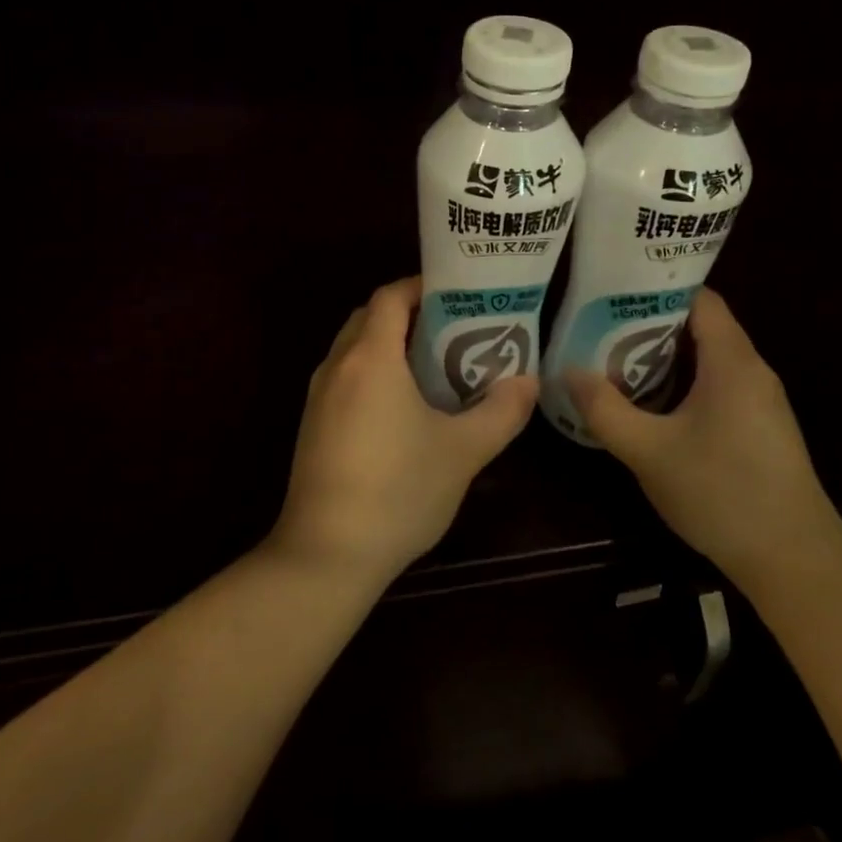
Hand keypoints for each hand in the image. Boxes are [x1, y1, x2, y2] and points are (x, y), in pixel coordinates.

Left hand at [272, 276, 538, 586]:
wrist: (327, 554)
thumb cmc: (398, 491)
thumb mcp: (463, 451)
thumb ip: (501, 411)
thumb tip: (528, 382)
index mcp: (370, 358)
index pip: (390, 296)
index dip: (422, 286)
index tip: (459, 294)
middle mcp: (337, 366)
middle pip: (371, 317)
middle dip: (410, 313)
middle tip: (456, 327)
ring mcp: (319, 397)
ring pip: (355, 348)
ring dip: (390, 344)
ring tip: (437, 363)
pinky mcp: (313, 425)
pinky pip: (345, 377)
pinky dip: (374, 372)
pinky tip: (404, 406)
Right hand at [566, 288, 836, 574]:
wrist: (794, 560)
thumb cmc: (721, 493)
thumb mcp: (649, 452)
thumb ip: (605, 409)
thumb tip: (569, 372)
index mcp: (733, 361)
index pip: (699, 298)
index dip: (656, 289)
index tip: (612, 292)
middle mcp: (752, 370)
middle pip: (701, 326)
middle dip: (650, 324)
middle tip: (600, 327)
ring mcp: (760, 401)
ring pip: (708, 359)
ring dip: (664, 358)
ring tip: (614, 360)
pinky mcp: (760, 428)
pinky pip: (717, 386)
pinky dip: (683, 384)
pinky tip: (651, 405)